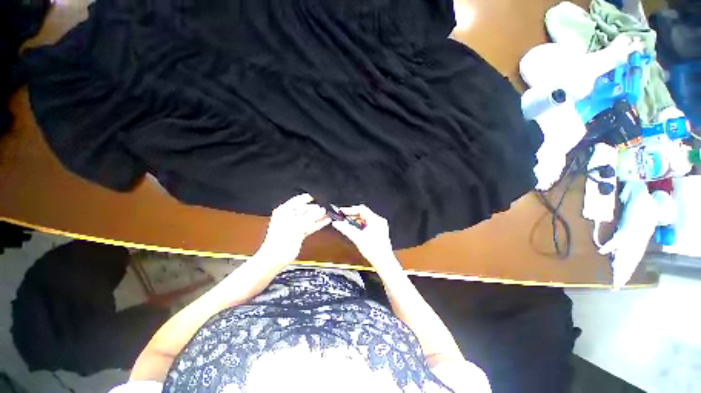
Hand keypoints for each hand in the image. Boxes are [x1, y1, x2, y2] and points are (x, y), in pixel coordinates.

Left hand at [256, 194, 330, 262]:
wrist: (276, 258)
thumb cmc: (280, 242)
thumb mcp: (298, 225)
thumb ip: (311, 216)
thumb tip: (321, 210)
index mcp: (284, 211)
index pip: (298, 200)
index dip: (308, 198)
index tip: (318, 197)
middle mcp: (288, 216)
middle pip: (304, 209)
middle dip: (315, 209)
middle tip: (325, 208)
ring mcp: (293, 225)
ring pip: (308, 218)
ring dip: (318, 217)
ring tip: (327, 214)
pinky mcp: (297, 233)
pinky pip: (309, 225)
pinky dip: (317, 224)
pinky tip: (324, 221)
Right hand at [332, 205, 398, 267]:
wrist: (383, 262)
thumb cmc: (374, 251)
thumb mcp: (357, 238)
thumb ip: (346, 229)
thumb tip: (337, 223)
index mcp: (375, 220)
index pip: (361, 209)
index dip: (350, 209)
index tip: (342, 212)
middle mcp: (379, 221)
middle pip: (363, 213)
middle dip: (352, 216)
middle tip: (343, 219)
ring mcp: (380, 226)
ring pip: (365, 219)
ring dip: (356, 221)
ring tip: (348, 225)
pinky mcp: (379, 231)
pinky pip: (368, 224)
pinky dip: (361, 225)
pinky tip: (356, 231)